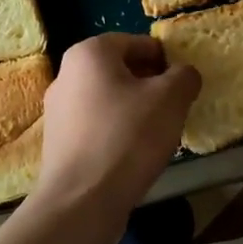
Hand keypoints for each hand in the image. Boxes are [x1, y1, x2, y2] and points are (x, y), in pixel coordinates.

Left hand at [36, 34, 200, 216]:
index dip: (166, 61)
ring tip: (156, 135)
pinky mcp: (58, 140)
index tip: (183, 87)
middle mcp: (67, 73)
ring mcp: (58, 109)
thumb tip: (184, 74)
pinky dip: (116, 132)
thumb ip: (184, 76)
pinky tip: (132, 155)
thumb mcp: (170, 99)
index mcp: (90, 52)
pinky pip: (96, 124)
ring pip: (109, 98)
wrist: (82, 200)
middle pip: (121, 70)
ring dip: (134, 110)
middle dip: (150, 86)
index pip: (138, 43)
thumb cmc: (127, 137)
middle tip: (173, 109)